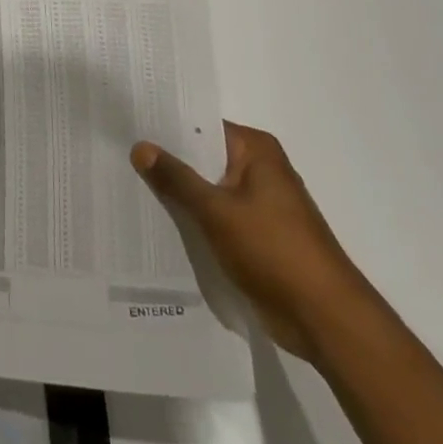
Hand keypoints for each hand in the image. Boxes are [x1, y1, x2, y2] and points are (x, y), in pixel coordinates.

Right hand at [132, 121, 377, 360]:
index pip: (201, 125)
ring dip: (178, 193)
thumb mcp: (216, 211)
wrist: (324, 318)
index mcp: (256, 150)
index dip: (165, 126)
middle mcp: (259, 169)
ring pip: (207, 188)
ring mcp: (259, 203)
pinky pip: (215, 216)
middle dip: (166, 161)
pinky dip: (192, 218)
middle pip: (202, 157)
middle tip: (118, 156)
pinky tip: (157, 221)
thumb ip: (176, 178)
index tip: (128, 126)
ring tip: (127, 185)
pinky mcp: (256, 235)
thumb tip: (140, 146)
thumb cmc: (273, 250)